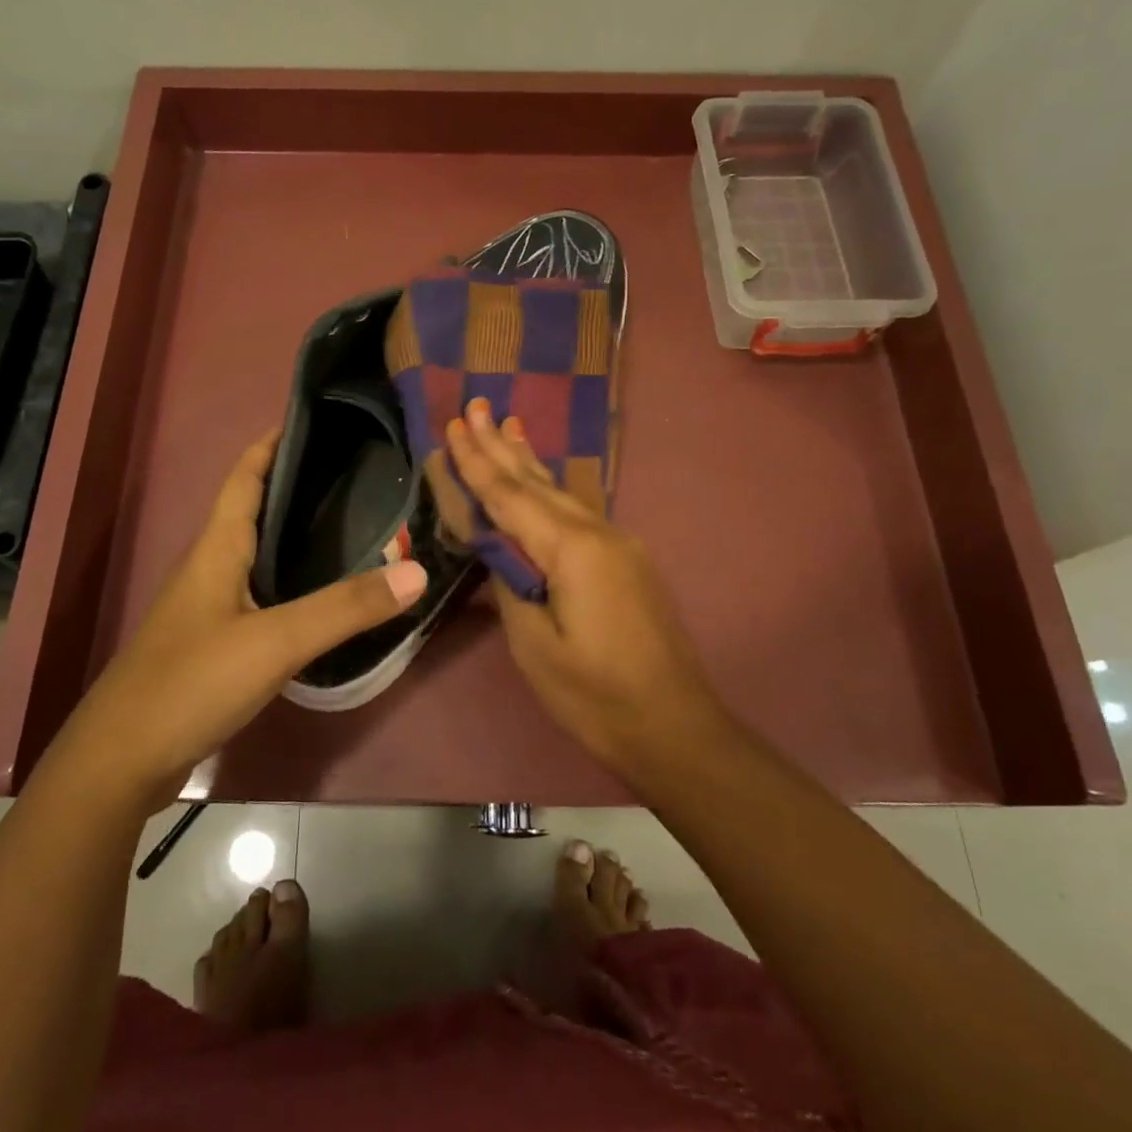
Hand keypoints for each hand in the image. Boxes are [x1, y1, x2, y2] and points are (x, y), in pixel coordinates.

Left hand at [56, 430, 426, 802]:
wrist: (120, 762)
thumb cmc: (191, 683)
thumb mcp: (275, 642)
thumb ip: (346, 607)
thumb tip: (418, 571)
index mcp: (216, 548)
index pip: (244, 476)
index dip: (272, 444)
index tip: (313, 419)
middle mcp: (209, 567)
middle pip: (252, 510)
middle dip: (295, 485)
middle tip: (354, 473)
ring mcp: (206, 607)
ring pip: (256, 553)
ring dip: (293, 534)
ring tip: (348, 524)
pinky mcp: (211, 643)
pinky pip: (257, 593)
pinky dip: (290, 580)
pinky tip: (318, 595)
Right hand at [446, 401, 728, 776]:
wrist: (675, 728)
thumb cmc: (596, 696)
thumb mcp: (534, 646)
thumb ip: (512, 585)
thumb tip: (499, 548)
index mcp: (573, 549)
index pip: (511, 496)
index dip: (478, 462)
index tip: (455, 425)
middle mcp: (599, 533)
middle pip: (538, 482)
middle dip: (501, 445)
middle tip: (476, 404)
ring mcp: (618, 545)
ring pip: (561, 493)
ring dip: (528, 460)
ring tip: (508, 424)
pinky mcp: (626, 562)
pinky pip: (577, 513)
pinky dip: (550, 490)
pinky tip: (543, 481)